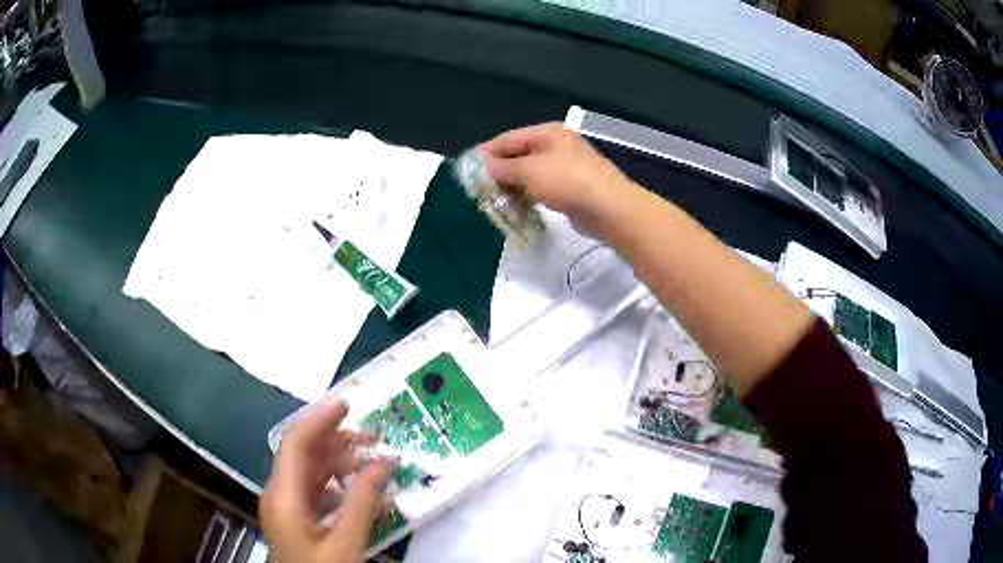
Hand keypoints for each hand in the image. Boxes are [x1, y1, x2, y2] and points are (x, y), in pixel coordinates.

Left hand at [261, 397, 393, 562]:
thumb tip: (383, 463)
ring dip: (342, 462)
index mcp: (284, 496)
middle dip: (339, 440)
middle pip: (305, 454)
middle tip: (375, 436)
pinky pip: (317, 491)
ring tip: (375, 464)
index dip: (320, 418)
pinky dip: (340, 484)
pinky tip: (363, 491)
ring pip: (312, 471)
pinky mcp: (297, 518)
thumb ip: (363, 501)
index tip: (349, 403)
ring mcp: (287, 507)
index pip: (297, 443)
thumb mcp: (346, 542)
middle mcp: (280, 494)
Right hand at [481, 123, 635, 238]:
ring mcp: (566, 166)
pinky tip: (519, 207)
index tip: (468, 170)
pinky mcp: (572, 187)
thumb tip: (484, 165)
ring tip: (496, 201)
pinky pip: (543, 188)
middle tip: (480, 189)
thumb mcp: (528, 170)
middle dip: (499, 171)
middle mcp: (557, 145)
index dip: (487, 153)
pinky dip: (529, 195)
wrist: (609, 209)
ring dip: (513, 186)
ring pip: (530, 173)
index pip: (508, 138)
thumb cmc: (566, 182)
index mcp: (547, 132)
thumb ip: (502, 167)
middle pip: (519, 155)